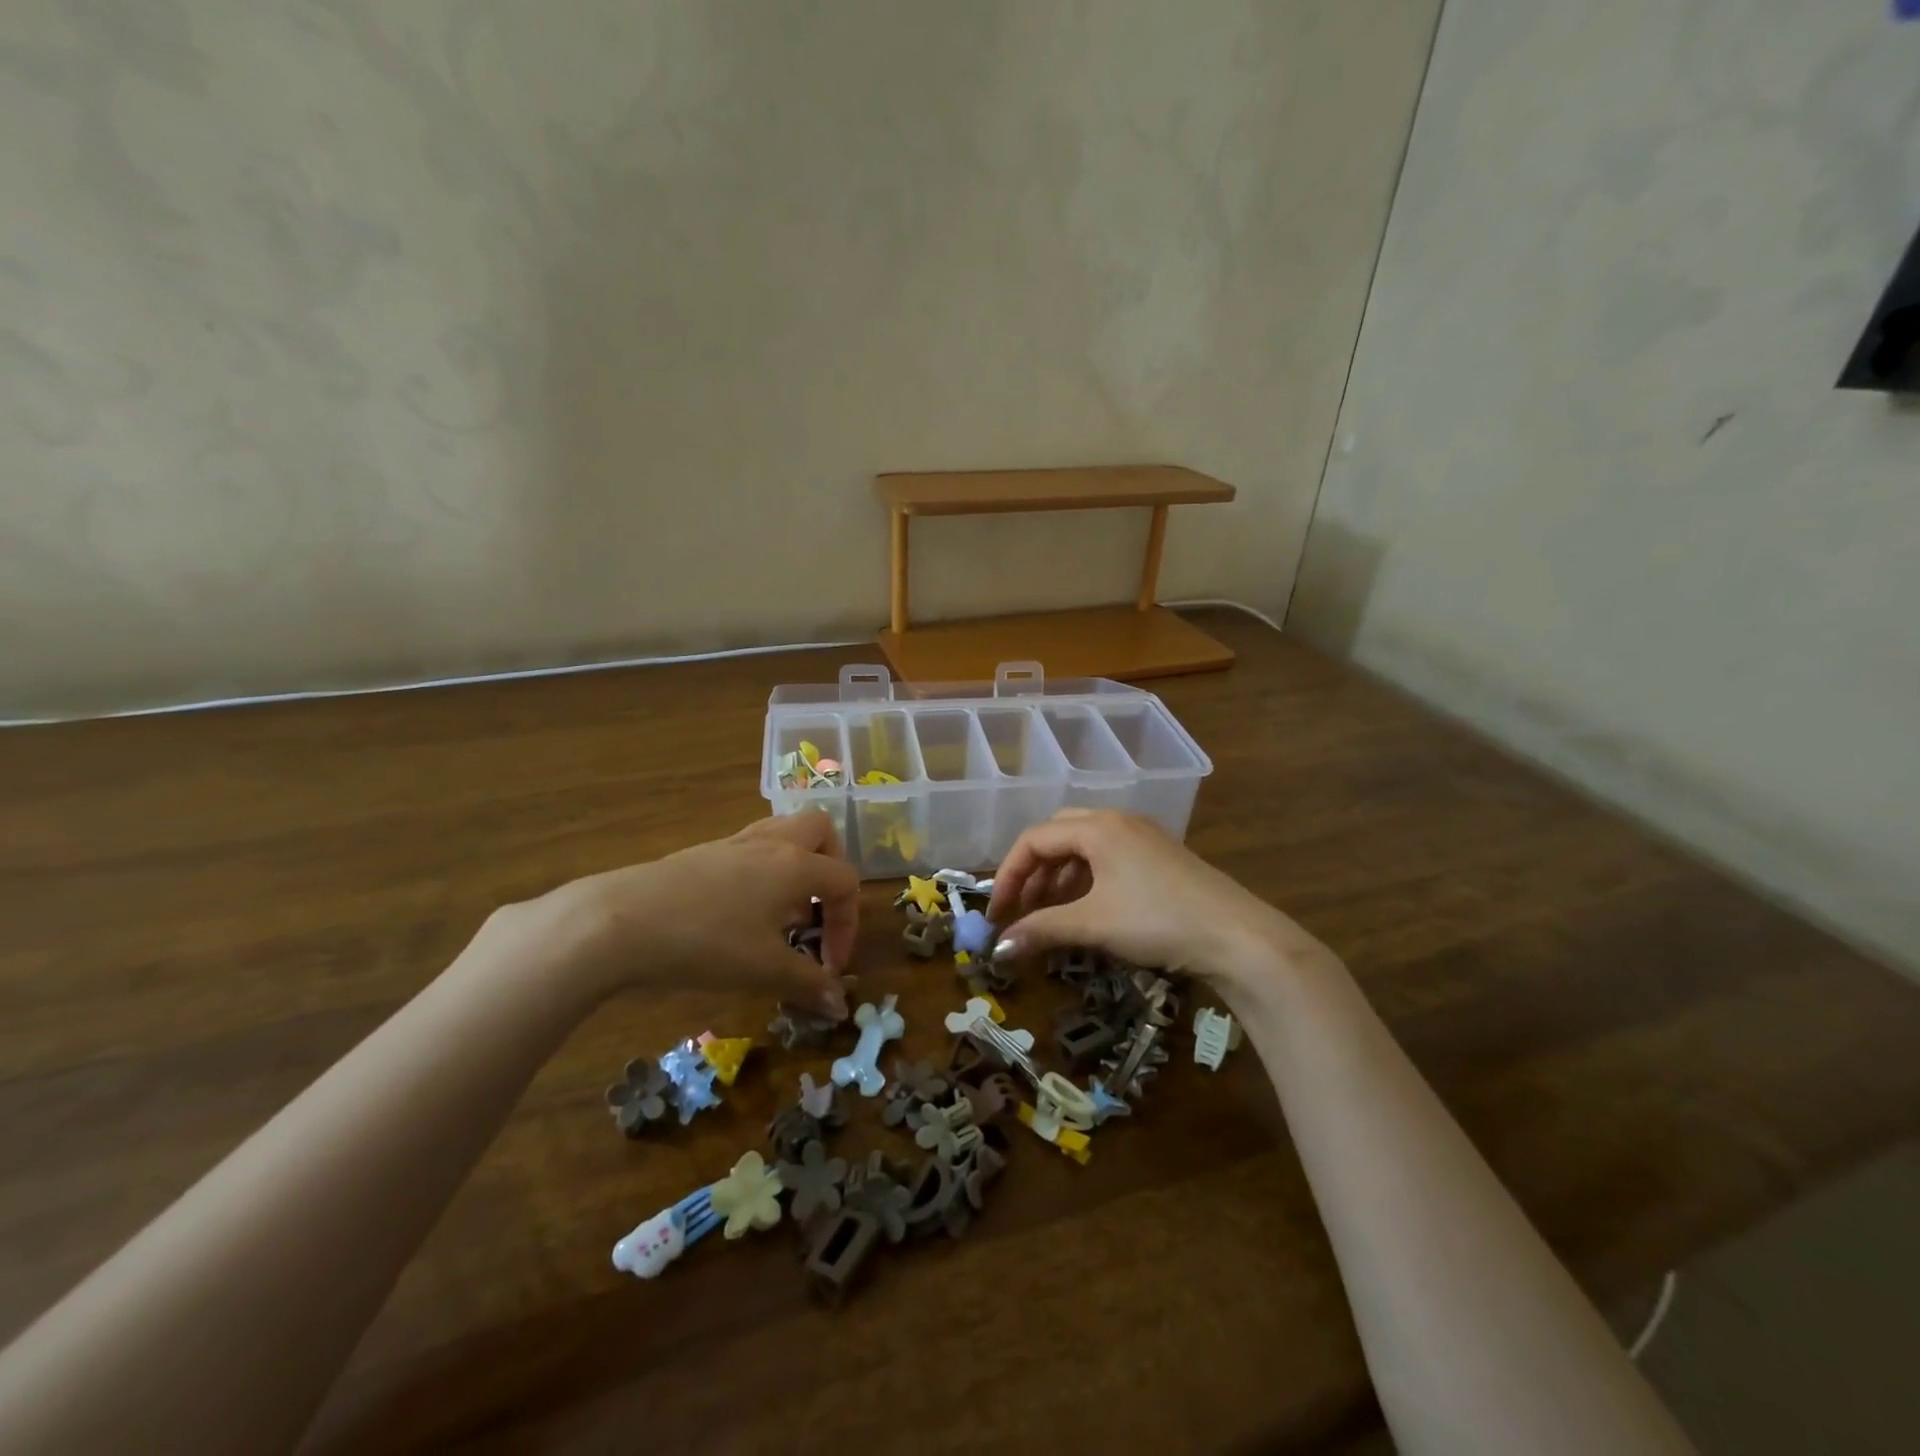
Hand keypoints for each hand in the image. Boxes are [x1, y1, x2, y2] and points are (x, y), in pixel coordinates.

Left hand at [518, 811, 856, 1016]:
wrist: (621, 921)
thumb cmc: (706, 943)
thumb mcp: (763, 970)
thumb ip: (807, 985)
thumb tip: (840, 1006)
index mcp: (796, 865)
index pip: (845, 880)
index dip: (849, 925)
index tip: (830, 967)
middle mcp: (772, 843)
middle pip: (820, 831)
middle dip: (831, 868)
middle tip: (818, 910)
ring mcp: (734, 843)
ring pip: (783, 833)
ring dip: (797, 866)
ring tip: (782, 912)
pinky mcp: (704, 853)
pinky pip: (751, 848)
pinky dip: (763, 872)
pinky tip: (742, 913)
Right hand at [986, 809, 1332, 997]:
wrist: (1237, 937)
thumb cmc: (1158, 920)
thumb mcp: (1094, 924)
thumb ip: (1041, 930)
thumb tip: (999, 949)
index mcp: (1098, 827)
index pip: (1035, 839)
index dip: (1009, 875)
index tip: (997, 913)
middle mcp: (1117, 821)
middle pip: (1057, 835)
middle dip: (1033, 871)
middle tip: (1021, 908)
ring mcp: (1142, 837)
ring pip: (1083, 847)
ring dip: (1058, 877)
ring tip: (1049, 913)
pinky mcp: (1159, 857)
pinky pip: (1107, 858)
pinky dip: (1085, 880)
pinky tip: (1086, 910)